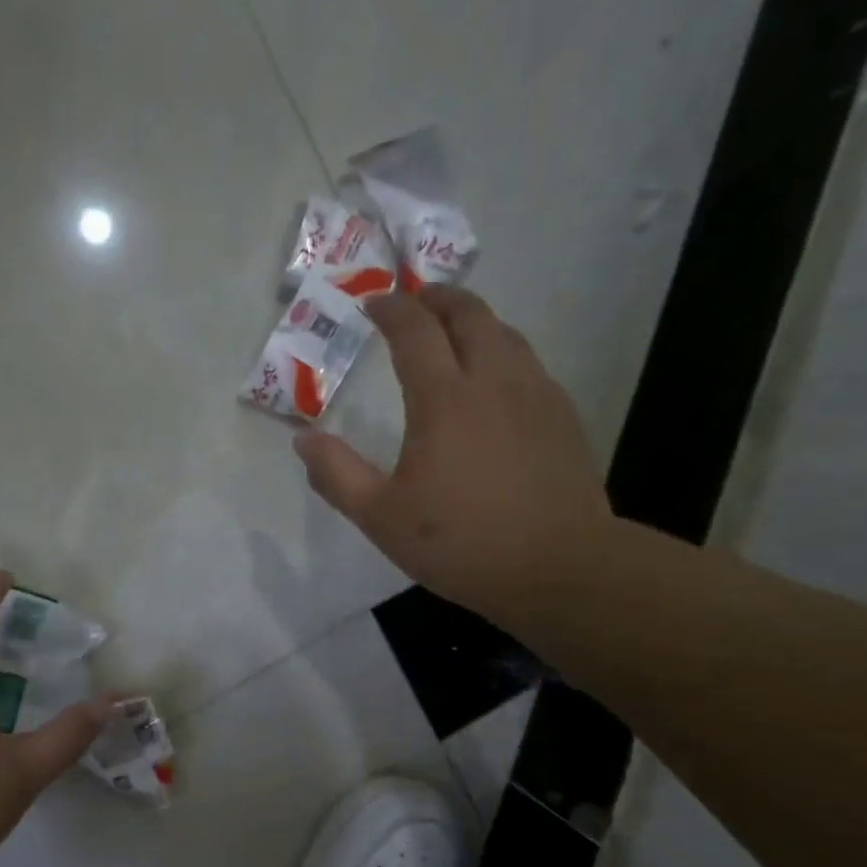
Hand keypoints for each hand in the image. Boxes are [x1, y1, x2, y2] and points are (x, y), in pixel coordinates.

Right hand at [294, 286, 611, 622]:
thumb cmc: (460, 542)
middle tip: (415, 302)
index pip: (415, 331)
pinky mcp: (562, 416)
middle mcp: (493, 381)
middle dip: (437, 298)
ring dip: (473, 321)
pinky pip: (528, 363)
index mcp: (444, 400)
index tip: (372, 305)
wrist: (558, 568)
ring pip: (505, 334)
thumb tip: (304, 440)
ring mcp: (535, 395)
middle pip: (469, 314)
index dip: (391, 309)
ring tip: (452, 333)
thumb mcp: (381, 518)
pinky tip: (494, 381)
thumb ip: (337, 475)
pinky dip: (502, 352)